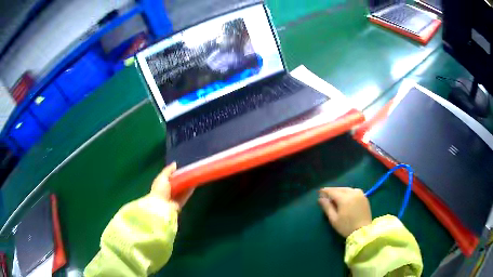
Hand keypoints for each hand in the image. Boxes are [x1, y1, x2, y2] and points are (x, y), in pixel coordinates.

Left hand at [151, 162, 194, 210]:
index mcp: (161, 185)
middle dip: (183, 179)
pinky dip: (189, 191)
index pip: (169, 178)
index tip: (183, 169)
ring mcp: (173, 198)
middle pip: (177, 184)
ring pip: (182, 190)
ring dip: (187, 185)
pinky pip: (185, 196)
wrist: (161, 206)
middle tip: (190, 173)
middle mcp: (167, 192)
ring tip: (194, 177)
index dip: (176, 174)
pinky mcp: (179, 204)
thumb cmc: (159, 190)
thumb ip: (168, 170)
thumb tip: (175, 163)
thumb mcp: (162, 177)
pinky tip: (194, 185)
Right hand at [318, 187, 371, 236]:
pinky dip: (348, 192)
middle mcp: (353, 193)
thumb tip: (320, 199)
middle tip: (326, 194)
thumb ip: (327, 207)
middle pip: (340, 188)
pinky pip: (354, 191)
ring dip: (340, 191)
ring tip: (335, 196)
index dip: (325, 191)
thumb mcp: (334, 219)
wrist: (363, 231)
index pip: (332, 191)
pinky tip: (345, 197)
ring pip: (347, 189)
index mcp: (344, 198)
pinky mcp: (364, 197)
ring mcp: (360, 194)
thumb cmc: (346, 227)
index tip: (319, 192)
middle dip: (333, 190)